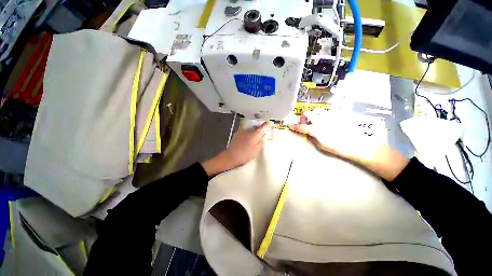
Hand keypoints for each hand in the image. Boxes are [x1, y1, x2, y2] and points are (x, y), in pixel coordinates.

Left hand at [202, 121, 273, 176]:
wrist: (230, 157)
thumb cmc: (245, 155)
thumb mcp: (256, 150)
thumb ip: (261, 142)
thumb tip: (263, 136)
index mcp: (254, 134)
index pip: (263, 126)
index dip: (268, 124)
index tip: (272, 123)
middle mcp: (248, 130)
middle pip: (257, 126)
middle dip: (261, 127)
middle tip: (265, 131)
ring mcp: (242, 131)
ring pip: (251, 128)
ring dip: (255, 130)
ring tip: (257, 135)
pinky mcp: (237, 133)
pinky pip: (246, 131)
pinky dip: (250, 132)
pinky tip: (249, 138)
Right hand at [288, 110, 374, 158]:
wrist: (356, 143)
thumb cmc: (336, 147)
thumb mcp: (320, 145)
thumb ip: (312, 137)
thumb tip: (308, 133)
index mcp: (315, 129)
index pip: (300, 126)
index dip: (294, 126)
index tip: (290, 125)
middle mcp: (320, 120)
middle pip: (307, 113)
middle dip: (303, 116)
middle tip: (305, 122)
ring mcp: (328, 116)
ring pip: (316, 111)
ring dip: (313, 116)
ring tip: (316, 122)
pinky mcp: (336, 115)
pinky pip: (326, 113)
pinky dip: (323, 116)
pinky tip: (327, 122)